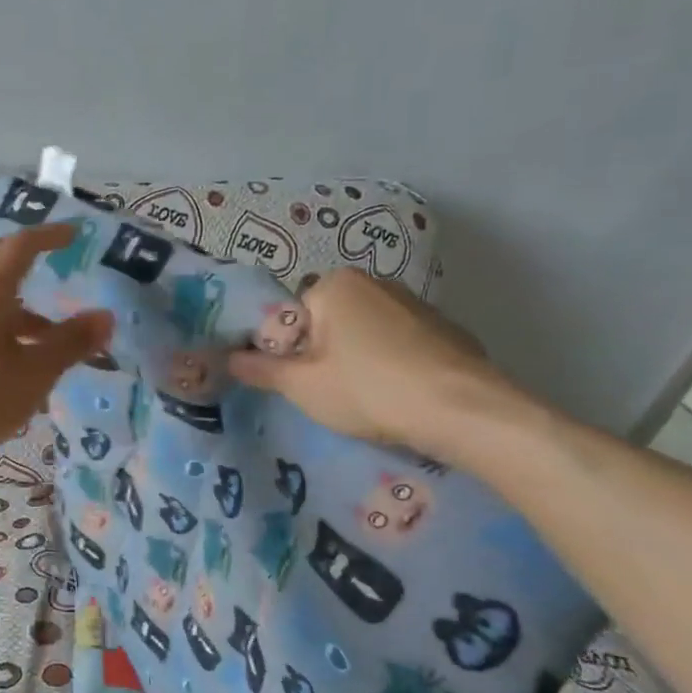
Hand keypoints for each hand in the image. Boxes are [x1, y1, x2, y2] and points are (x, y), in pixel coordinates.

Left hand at [0, 223, 113, 466]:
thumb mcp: (34, 373)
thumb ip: (70, 343)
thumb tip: (105, 315)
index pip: (20, 247)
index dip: (48, 235)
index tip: (74, 233)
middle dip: (31, 263)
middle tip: (62, 267)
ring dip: (26, 311)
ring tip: (58, 339)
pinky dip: (9, 335)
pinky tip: (25, 369)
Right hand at [227, 269, 509, 454]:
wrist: (463, 410)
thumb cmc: (368, 389)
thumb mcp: (301, 385)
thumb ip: (261, 369)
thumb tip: (228, 358)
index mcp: (335, 285)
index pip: (289, 316)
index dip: (284, 352)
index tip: (294, 383)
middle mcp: (375, 282)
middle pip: (326, 322)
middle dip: (320, 354)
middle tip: (326, 393)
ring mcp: (414, 303)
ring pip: (362, 334)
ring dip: (354, 360)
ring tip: (364, 399)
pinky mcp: (444, 329)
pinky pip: (398, 344)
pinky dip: (390, 364)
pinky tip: (397, 395)